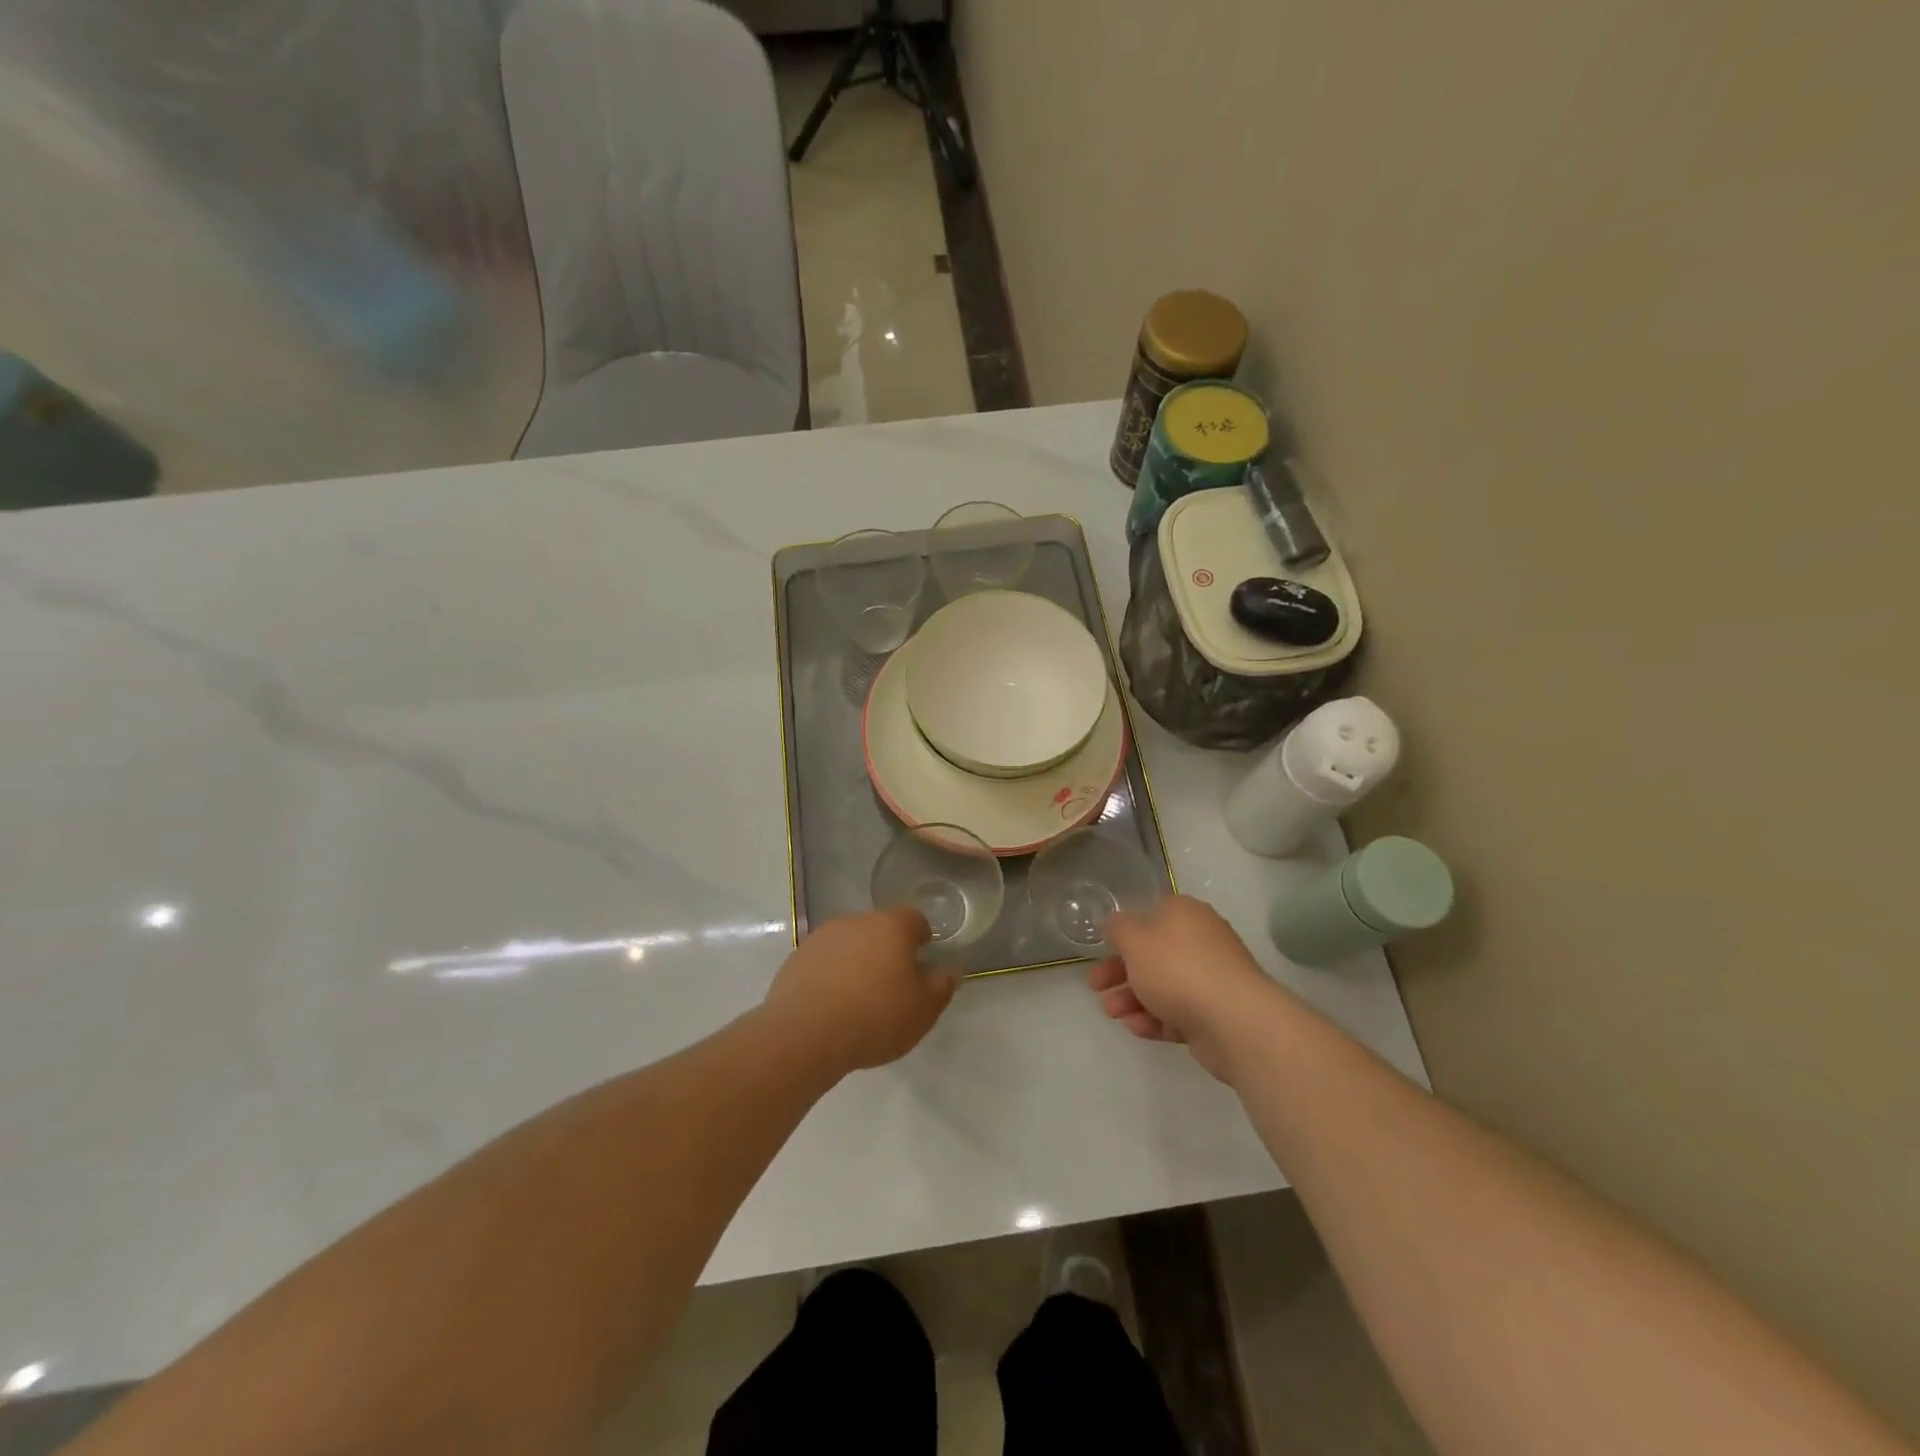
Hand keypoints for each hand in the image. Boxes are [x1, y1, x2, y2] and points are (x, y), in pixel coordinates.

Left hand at [762, 908, 953, 1074]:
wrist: (804, 1034)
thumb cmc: (875, 1018)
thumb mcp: (923, 1010)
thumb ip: (942, 986)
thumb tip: (950, 969)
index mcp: (892, 926)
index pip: (915, 919)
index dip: (922, 939)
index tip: (921, 964)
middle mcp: (857, 921)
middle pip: (880, 929)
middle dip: (888, 950)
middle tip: (892, 986)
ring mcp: (823, 937)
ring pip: (851, 943)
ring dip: (858, 961)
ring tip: (859, 998)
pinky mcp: (797, 957)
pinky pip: (825, 960)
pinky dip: (832, 974)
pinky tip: (832, 1004)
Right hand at [1090, 895, 1272, 1081]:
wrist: (1235, 1022)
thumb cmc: (1178, 969)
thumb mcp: (1135, 939)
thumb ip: (1118, 928)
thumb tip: (1116, 924)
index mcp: (1184, 914)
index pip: (1150, 915)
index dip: (1124, 933)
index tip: (1102, 950)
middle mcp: (1200, 941)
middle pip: (1152, 954)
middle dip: (1120, 972)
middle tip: (1095, 986)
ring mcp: (1210, 979)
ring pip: (1162, 986)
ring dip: (1131, 998)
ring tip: (1112, 1013)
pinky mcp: (1214, 1014)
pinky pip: (1177, 1012)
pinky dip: (1154, 1018)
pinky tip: (1136, 1027)